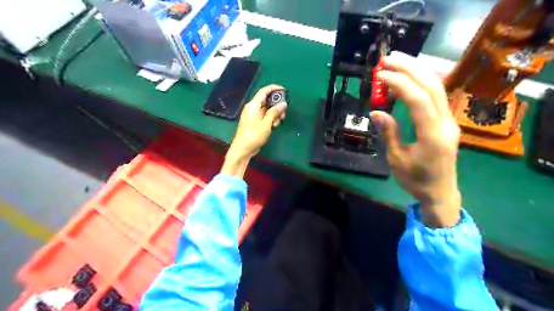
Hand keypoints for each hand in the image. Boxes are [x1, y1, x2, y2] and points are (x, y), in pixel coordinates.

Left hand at [221, 84, 287, 177]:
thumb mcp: (266, 124)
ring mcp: (253, 116)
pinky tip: (274, 126)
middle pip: (267, 101)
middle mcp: (252, 108)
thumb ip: (274, 112)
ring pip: (267, 110)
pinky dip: (270, 119)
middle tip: (284, 113)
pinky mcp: (254, 123)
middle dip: (277, 105)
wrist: (242, 150)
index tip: (284, 90)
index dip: (274, 88)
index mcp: (253, 105)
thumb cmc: (253, 135)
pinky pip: (264, 117)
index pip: (264, 91)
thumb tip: (283, 103)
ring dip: (275, 114)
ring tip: (278, 122)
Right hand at [372, 49, 463, 225]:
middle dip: (410, 68)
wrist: (440, 192)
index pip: (418, 100)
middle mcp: (446, 123)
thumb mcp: (397, 159)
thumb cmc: (415, 180)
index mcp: (432, 135)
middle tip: (388, 58)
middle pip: (432, 86)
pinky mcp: (447, 121)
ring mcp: (450, 120)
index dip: (399, 83)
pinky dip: (421, 82)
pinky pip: (436, 95)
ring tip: (397, 61)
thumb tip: (377, 112)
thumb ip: (389, 133)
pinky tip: (409, 77)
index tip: (380, 74)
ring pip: (437, 87)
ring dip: (417, 70)